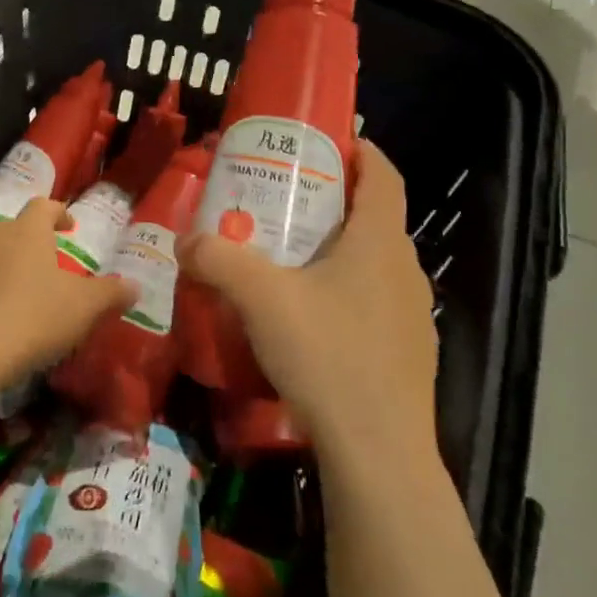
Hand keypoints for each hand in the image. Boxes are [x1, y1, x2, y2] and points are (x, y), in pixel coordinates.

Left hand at [0, 200, 134, 389]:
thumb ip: (111, 293)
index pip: (43, 206)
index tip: (69, 225)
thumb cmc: (35, 317)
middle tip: (47, 263)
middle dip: (29, 243)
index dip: (58, 212)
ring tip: (17, 292)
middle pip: (13, 230)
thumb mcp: (84, 307)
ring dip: (2, 268)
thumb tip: (135, 285)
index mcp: (27, 233)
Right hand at [178, 137, 438, 468]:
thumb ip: (218, 259)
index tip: (326, 142)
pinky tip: (306, 321)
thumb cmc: (327, 355)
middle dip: (332, 202)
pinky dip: (343, 294)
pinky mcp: (406, 356)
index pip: (383, 175)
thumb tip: (185, 240)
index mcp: (379, 242)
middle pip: (373, 218)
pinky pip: (373, 304)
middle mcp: (404, 271)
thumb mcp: (260, 298)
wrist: (377, 454)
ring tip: (288, 260)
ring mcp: (412, 316)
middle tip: (282, 202)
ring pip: (373, 265)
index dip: (360, 151)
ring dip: (336, 252)